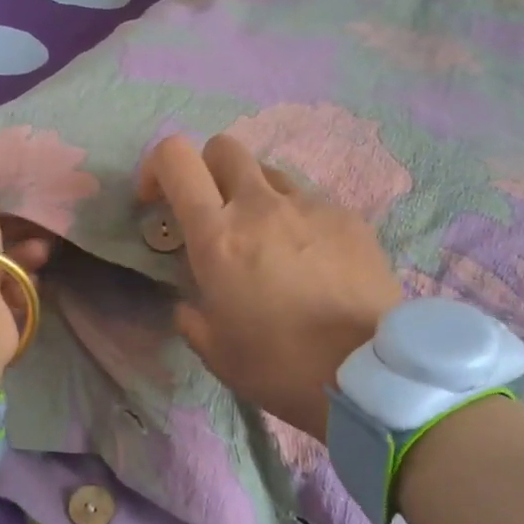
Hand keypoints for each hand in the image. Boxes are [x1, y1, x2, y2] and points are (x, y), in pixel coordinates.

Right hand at [138, 134, 402, 439]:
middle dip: (208, 171)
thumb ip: (191, 315)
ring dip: (256, 196)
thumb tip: (191, 302)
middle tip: (213, 213)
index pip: (176, 158)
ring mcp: (310, 205)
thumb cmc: (280, 366)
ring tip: (268, 241)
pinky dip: (298, 219)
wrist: (368, 375)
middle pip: (224, 148)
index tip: (156, 200)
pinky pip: (311, 201)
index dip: (156, 167)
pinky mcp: (349, 216)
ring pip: (270, 173)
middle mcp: (261, 205)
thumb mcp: (215, 351)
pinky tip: (311, 261)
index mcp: (218, 236)